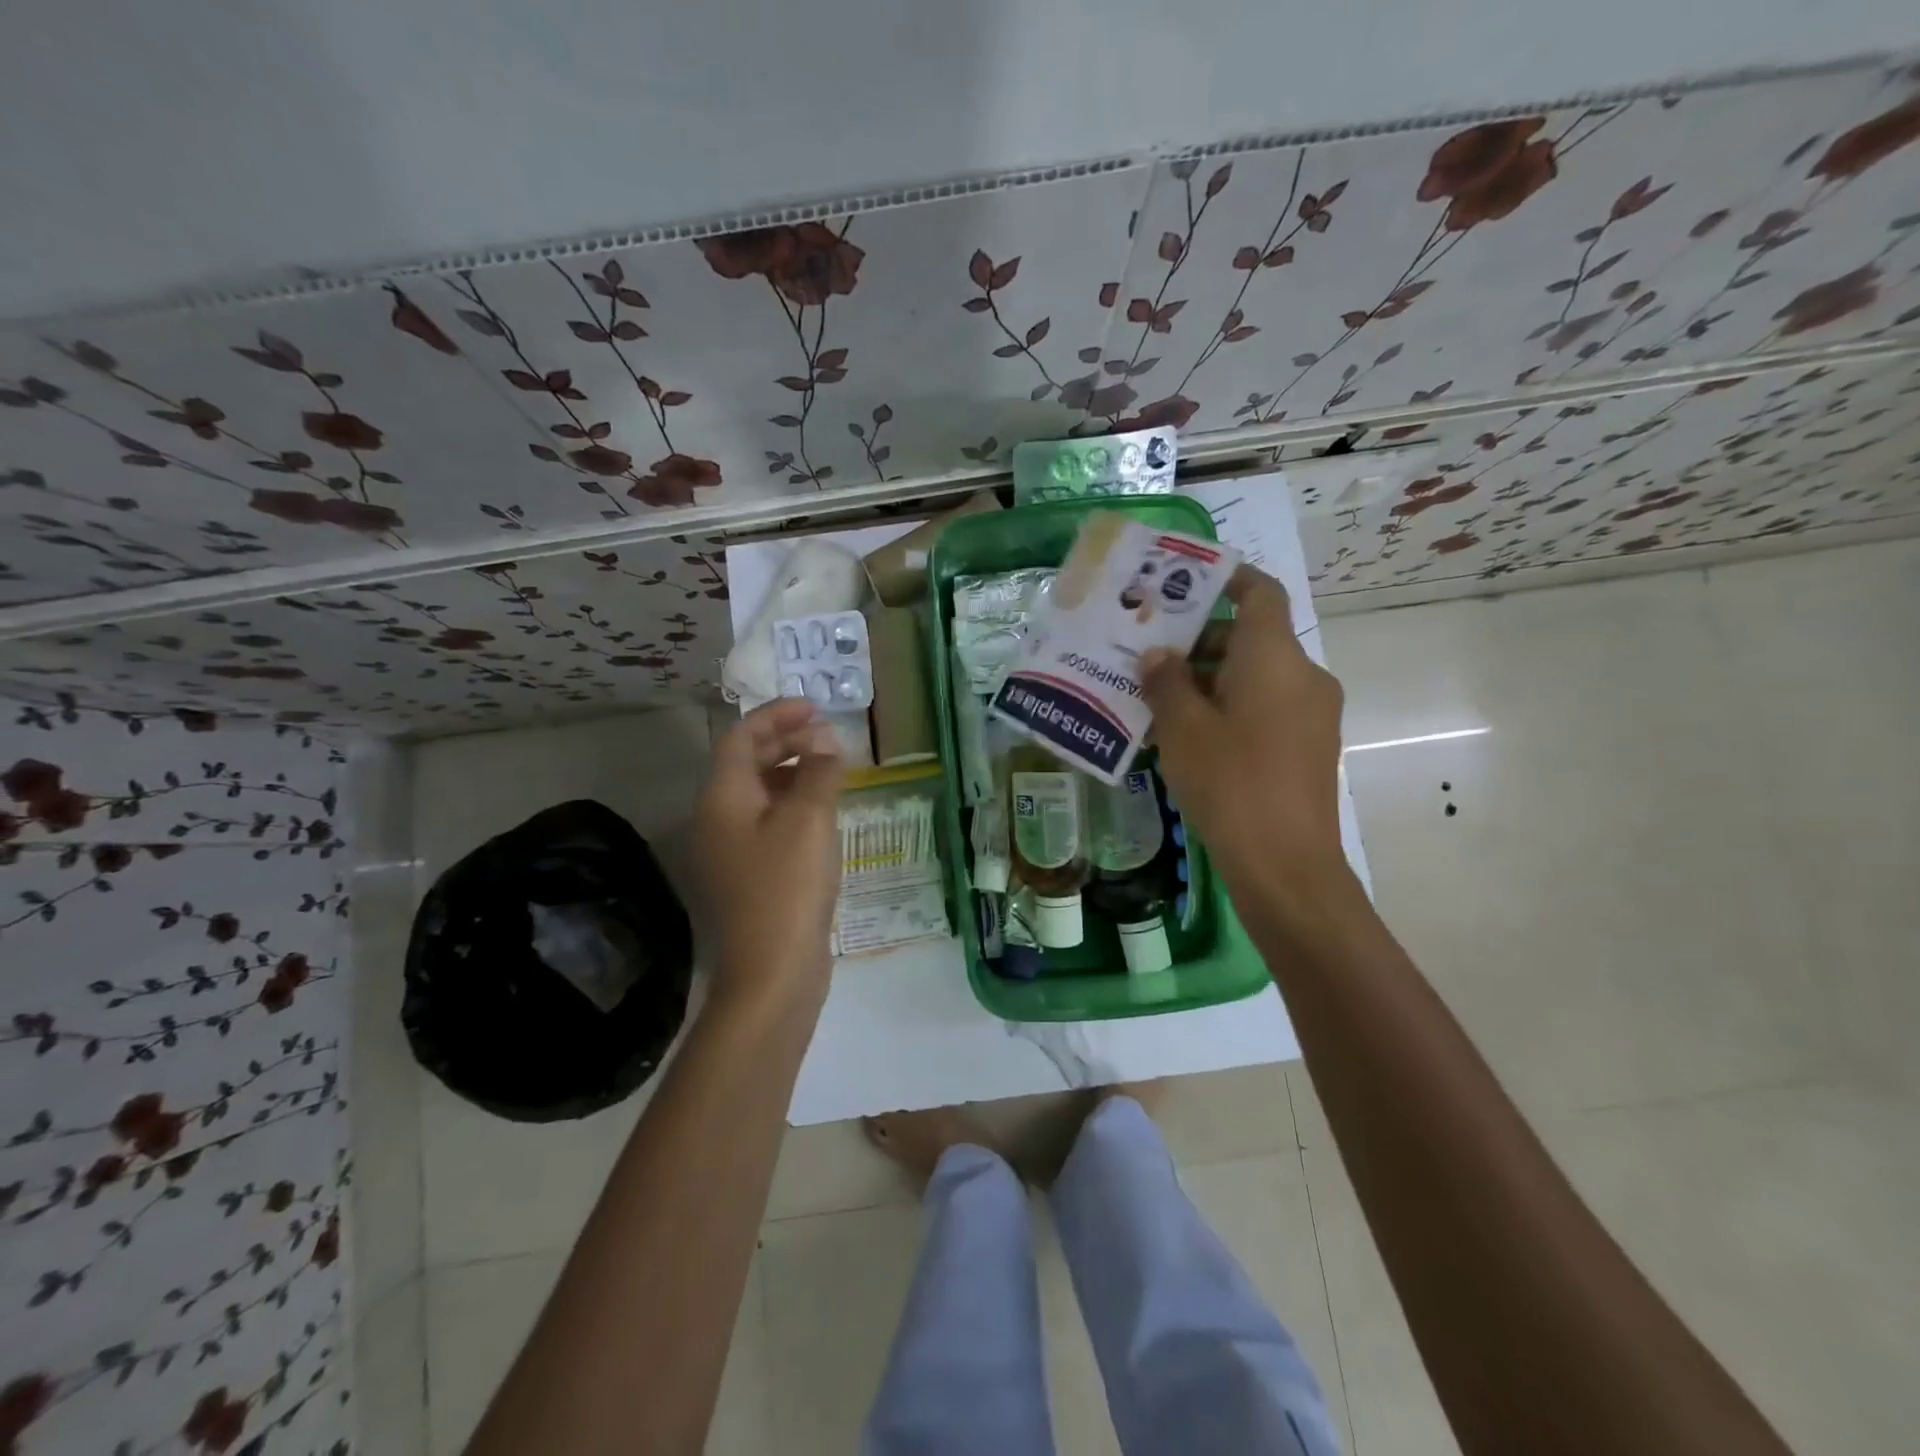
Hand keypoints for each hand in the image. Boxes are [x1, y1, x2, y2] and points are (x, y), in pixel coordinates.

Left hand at [694, 700, 844, 1006]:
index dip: (776, 716)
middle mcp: (718, 819)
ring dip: (794, 773)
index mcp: (723, 798)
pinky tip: (826, 812)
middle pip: (748, 763)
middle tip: (828, 736)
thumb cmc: (788, 885)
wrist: (774, 971)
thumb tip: (826, 740)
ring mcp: (732, 850)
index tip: (815, 708)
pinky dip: (795, 805)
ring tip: (833, 769)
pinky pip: (770, 822)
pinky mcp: (751, 874)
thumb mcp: (809, 819)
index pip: (741, 737)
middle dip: (787, 742)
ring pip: (761, 794)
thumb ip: (819, 771)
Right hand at [1142, 565, 1351, 915]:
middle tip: (1149, 656)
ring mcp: (1312, 713)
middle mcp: (1303, 675)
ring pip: (1256, 676)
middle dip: (1199, 642)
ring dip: (1210, 680)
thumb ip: (1166, 682)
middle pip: (1251, 638)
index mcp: (1275, 656)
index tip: (1185, 582)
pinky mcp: (1308, 747)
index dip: (1226, 578)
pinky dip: (1229, 707)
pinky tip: (1188, 736)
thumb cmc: (1230, 781)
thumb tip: (1158, 655)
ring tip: (1158, 700)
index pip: (1259, 592)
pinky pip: (1266, 707)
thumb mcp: (1183, 728)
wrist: (1285, 863)